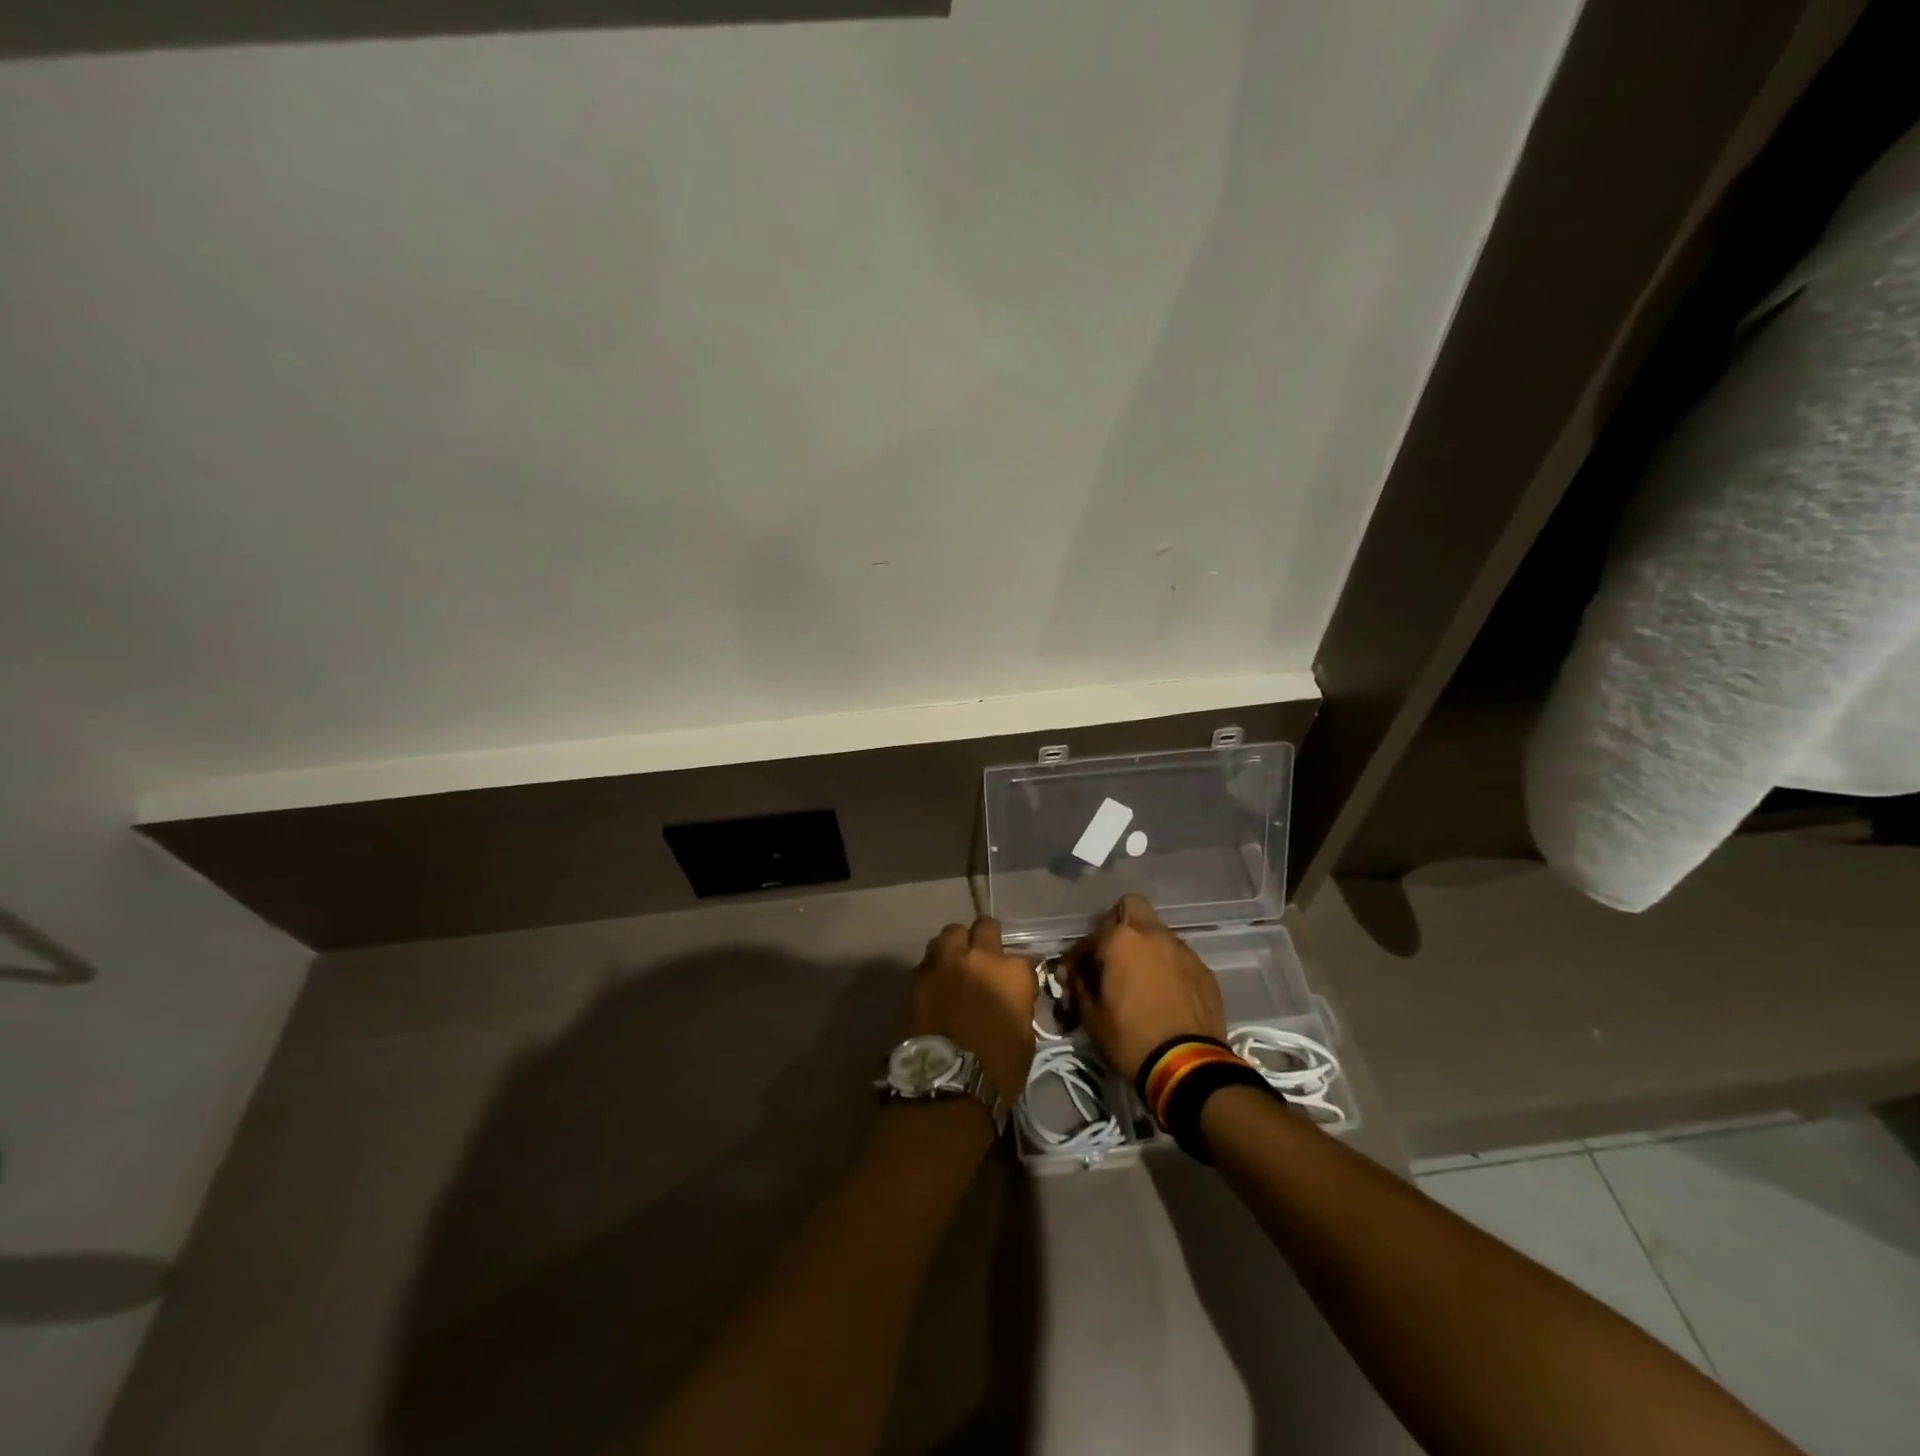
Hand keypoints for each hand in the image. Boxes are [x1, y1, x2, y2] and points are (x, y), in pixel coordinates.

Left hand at [905, 918, 1036, 1107]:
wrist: (948, 1083)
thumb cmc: (998, 1068)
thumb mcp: (1024, 1035)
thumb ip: (1018, 1003)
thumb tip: (1010, 996)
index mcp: (1012, 971)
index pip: (1024, 958)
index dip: (1018, 972)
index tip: (1015, 984)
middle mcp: (979, 956)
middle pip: (984, 927)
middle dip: (985, 938)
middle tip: (983, 958)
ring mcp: (946, 962)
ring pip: (951, 933)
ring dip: (956, 946)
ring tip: (956, 964)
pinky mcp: (918, 975)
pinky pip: (929, 959)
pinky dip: (935, 967)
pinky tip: (937, 983)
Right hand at [1059, 894, 1226, 1080]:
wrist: (1187, 1066)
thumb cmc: (1130, 1038)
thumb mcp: (1091, 1017)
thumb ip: (1077, 986)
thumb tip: (1069, 974)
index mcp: (1121, 940)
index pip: (1090, 937)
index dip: (1078, 957)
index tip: (1073, 977)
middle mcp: (1153, 934)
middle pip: (1131, 907)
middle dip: (1117, 925)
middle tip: (1110, 956)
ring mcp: (1183, 950)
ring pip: (1158, 933)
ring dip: (1144, 948)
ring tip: (1138, 978)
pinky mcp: (1204, 971)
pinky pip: (1178, 957)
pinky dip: (1166, 967)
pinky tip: (1163, 993)